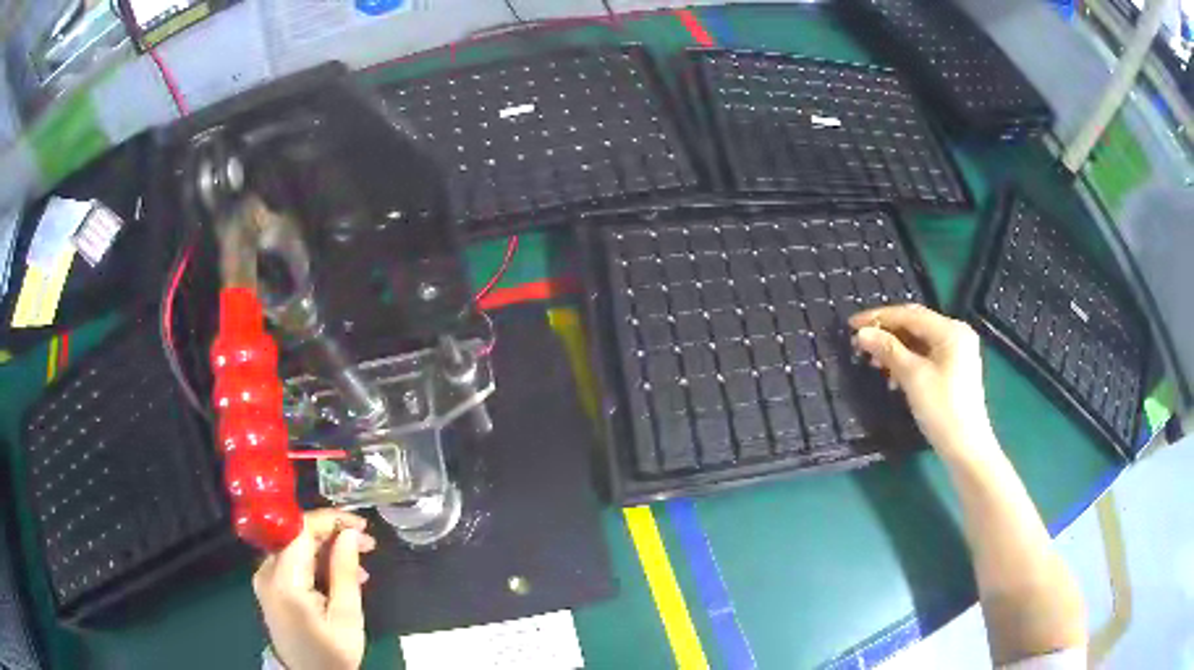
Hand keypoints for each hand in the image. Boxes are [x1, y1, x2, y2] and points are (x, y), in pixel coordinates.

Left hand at [254, 509, 377, 669]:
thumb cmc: (331, 652)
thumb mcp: (346, 616)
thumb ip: (344, 571)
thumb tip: (349, 533)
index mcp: (284, 580)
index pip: (300, 529)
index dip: (330, 520)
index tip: (361, 525)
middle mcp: (266, 572)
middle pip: (296, 535)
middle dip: (332, 534)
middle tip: (366, 544)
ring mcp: (265, 578)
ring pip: (296, 546)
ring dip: (327, 549)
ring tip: (359, 564)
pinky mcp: (269, 586)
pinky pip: (292, 561)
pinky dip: (316, 562)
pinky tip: (340, 575)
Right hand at [849, 304, 992, 457]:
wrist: (966, 448)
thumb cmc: (942, 410)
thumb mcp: (913, 377)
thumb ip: (888, 350)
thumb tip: (862, 333)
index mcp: (950, 330)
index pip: (909, 315)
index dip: (879, 318)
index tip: (852, 325)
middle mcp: (956, 333)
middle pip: (915, 325)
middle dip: (887, 333)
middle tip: (860, 343)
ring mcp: (957, 351)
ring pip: (919, 341)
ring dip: (895, 349)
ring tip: (874, 363)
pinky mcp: (954, 368)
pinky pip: (926, 355)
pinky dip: (908, 360)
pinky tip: (893, 376)